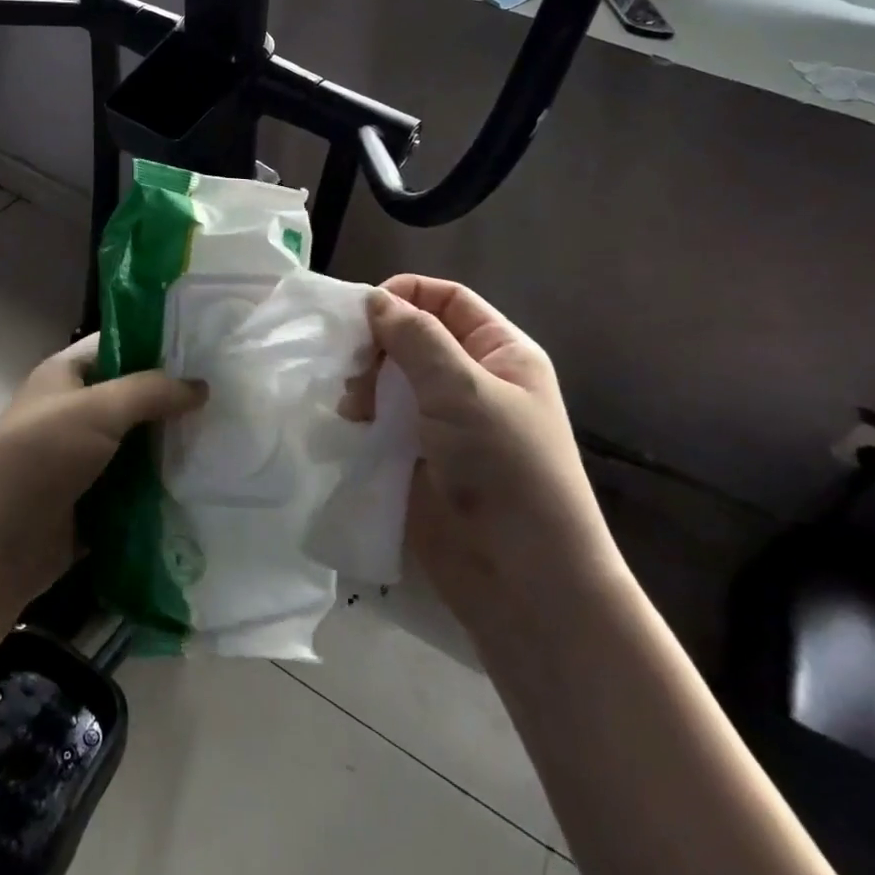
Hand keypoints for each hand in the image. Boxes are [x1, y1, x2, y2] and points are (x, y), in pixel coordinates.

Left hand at [0, 335, 205, 611]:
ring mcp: (86, 460)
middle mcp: (77, 412)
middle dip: (176, 400)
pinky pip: (139, 487)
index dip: (160, 343)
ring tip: (230, 438)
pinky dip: (165, 486)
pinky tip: (207, 481)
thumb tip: (202, 386)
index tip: (209, 348)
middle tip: (232, 397)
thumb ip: (151, 392)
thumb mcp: (96, 410)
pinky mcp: (96, 502)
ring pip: (142, 444)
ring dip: (175, 446)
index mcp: (67, 376)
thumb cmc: (38, 459)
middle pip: (136, 397)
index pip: (120, 344)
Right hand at [359, 276, 615, 626]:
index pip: (448, 299)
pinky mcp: (419, 455)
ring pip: (393, 378)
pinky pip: (384, 418)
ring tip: (353, 404)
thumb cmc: (505, 469)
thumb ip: (416, 338)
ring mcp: (445, 420)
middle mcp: (473, 379)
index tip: (361, 313)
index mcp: (500, 352)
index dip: (406, 295)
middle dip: (379, 343)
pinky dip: (364, 414)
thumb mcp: (463, 390)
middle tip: (353, 366)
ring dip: (367, 381)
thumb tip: (375, 300)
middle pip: (414, 336)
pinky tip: (352, 424)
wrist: (522, 579)